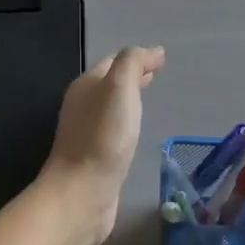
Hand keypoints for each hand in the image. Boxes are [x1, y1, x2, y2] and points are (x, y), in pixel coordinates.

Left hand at [42, 46, 165, 244]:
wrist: (82, 193)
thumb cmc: (103, 137)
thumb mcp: (119, 88)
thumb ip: (132, 63)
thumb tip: (153, 51)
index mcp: (86, 86)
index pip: (113, 62)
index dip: (137, 58)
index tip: (162, 59)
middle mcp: (82, 106)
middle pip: (110, 84)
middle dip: (132, 76)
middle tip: (157, 74)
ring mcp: (86, 134)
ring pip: (111, 108)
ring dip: (129, 100)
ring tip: (149, 98)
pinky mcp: (94, 158)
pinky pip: (113, 131)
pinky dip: (127, 123)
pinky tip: (136, 131)